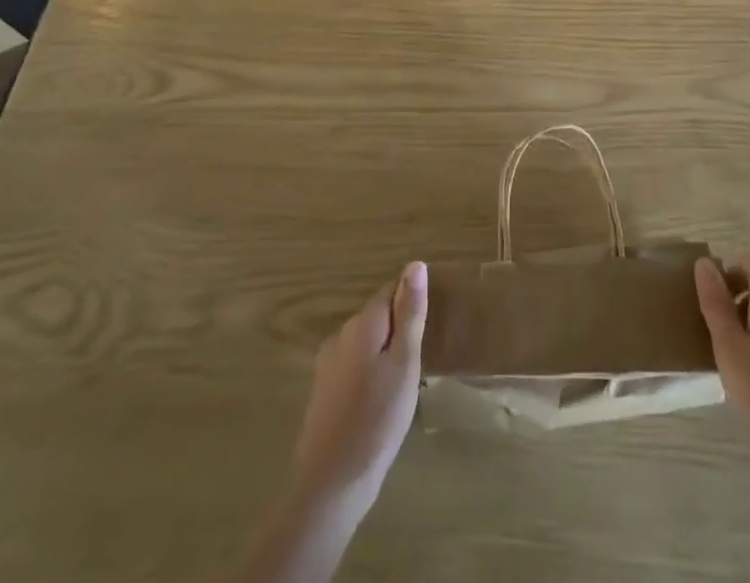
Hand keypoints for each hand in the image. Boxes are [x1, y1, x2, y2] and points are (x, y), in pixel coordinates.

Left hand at [292, 262, 427, 513]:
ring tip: (403, 384)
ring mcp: (328, 364)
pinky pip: (353, 366)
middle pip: (377, 316)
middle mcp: (341, 335)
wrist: (330, 484)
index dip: (411, 303)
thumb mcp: (405, 363)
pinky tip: (379, 401)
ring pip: (365, 343)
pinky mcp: (323, 391)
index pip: (391, 291)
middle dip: (398, 329)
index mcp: (363, 324)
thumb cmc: (378, 419)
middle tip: (419, 360)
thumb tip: (415, 265)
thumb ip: (410, 313)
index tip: (427, 326)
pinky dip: (369, 373)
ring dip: (384, 353)